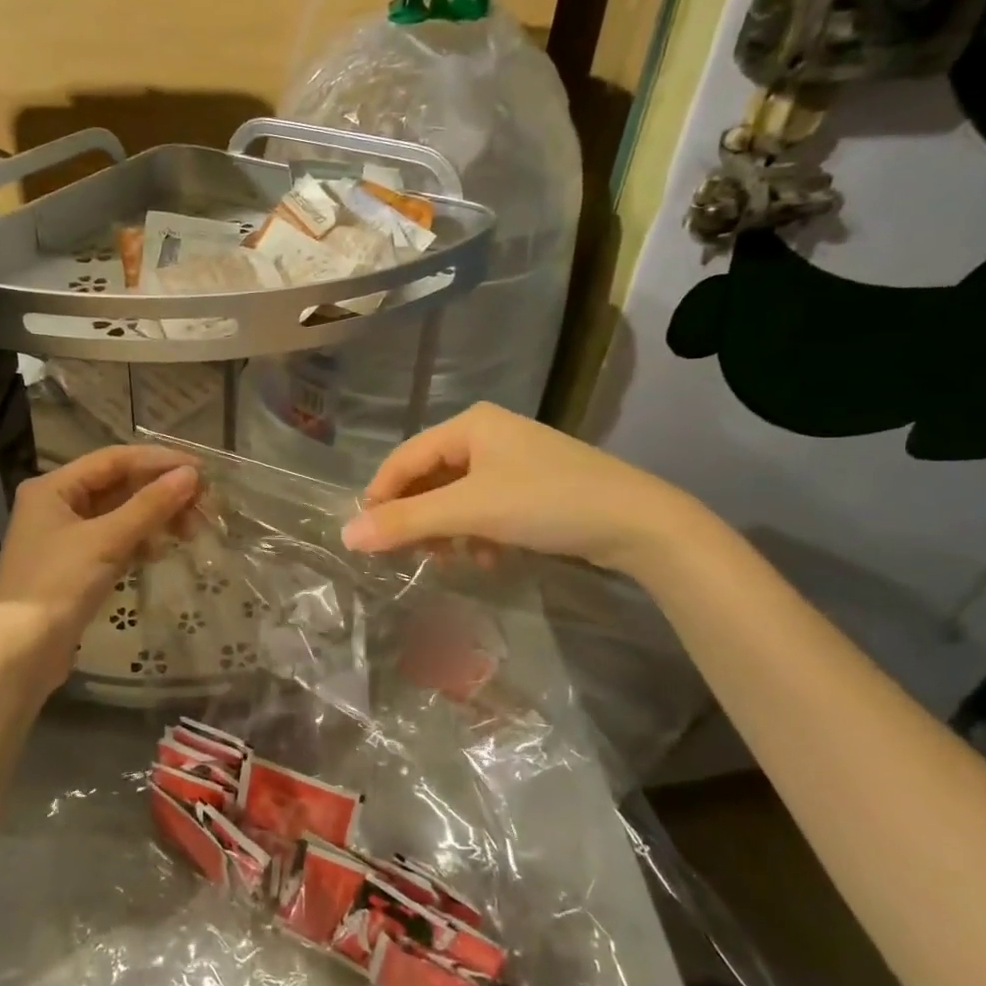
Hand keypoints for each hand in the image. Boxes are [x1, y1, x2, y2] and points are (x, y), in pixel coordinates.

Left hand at [0, 444, 199, 694]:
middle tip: (202, 506)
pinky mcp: (75, 566)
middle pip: (118, 486)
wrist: (19, 655)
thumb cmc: (57, 586)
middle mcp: (57, 504)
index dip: (159, 461)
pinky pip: (115, 540)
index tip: (200, 469)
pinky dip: (139, 541)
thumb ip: (150, 505)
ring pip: (120, 514)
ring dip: (154, 518)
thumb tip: (191, 475)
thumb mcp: (106, 541)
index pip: (114, 459)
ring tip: (189, 532)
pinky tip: (160, 551)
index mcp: (54, 487)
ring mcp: (65, 536)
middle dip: (160, 493)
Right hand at [341, 403, 703, 574]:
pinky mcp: (533, 485)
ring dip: (446, 529)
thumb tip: (346, 534)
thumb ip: (407, 521)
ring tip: (447, 561)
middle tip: (405, 554)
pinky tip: (487, 557)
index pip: (405, 458)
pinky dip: (476, 532)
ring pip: (457, 495)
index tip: (365, 536)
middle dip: (417, 517)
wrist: (639, 522)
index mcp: (469, 425)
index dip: (380, 496)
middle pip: (430, 477)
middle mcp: (487, 434)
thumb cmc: (547, 502)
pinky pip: (485, 506)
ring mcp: (513, 459)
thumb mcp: (471, 511)